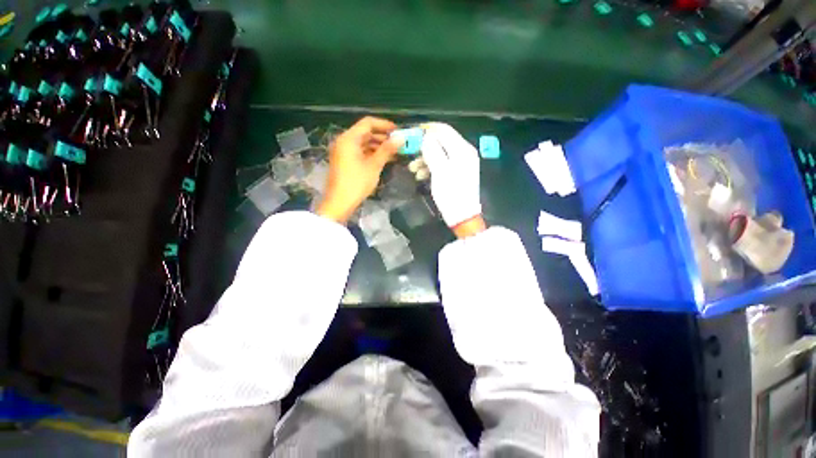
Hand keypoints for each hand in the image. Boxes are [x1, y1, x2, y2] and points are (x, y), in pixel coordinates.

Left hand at [316, 116, 401, 223]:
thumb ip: (387, 150)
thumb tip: (401, 138)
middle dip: (383, 137)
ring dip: (378, 146)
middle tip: (398, 143)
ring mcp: (344, 152)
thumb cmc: (357, 182)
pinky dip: (371, 154)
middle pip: (365, 132)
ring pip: (363, 143)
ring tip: (394, 152)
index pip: (368, 123)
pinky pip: (360, 152)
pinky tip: (384, 159)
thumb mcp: (374, 165)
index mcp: (349, 138)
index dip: (384, 125)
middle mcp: (344, 141)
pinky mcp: (345, 161)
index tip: (398, 131)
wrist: (339, 202)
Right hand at [421, 123, 484, 235]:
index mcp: (462, 149)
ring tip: (413, 169)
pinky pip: (442, 163)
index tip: (411, 134)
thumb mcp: (440, 171)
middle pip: (441, 141)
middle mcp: (464, 152)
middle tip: (410, 154)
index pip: (443, 130)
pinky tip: (421, 175)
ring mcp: (461, 163)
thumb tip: (425, 136)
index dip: (426, 129)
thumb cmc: (451, 194)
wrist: (462, 216)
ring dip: (425, 159)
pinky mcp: (457, 172)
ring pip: (440, 153)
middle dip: (424, 147)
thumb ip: (432, 151)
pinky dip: (431, 167)